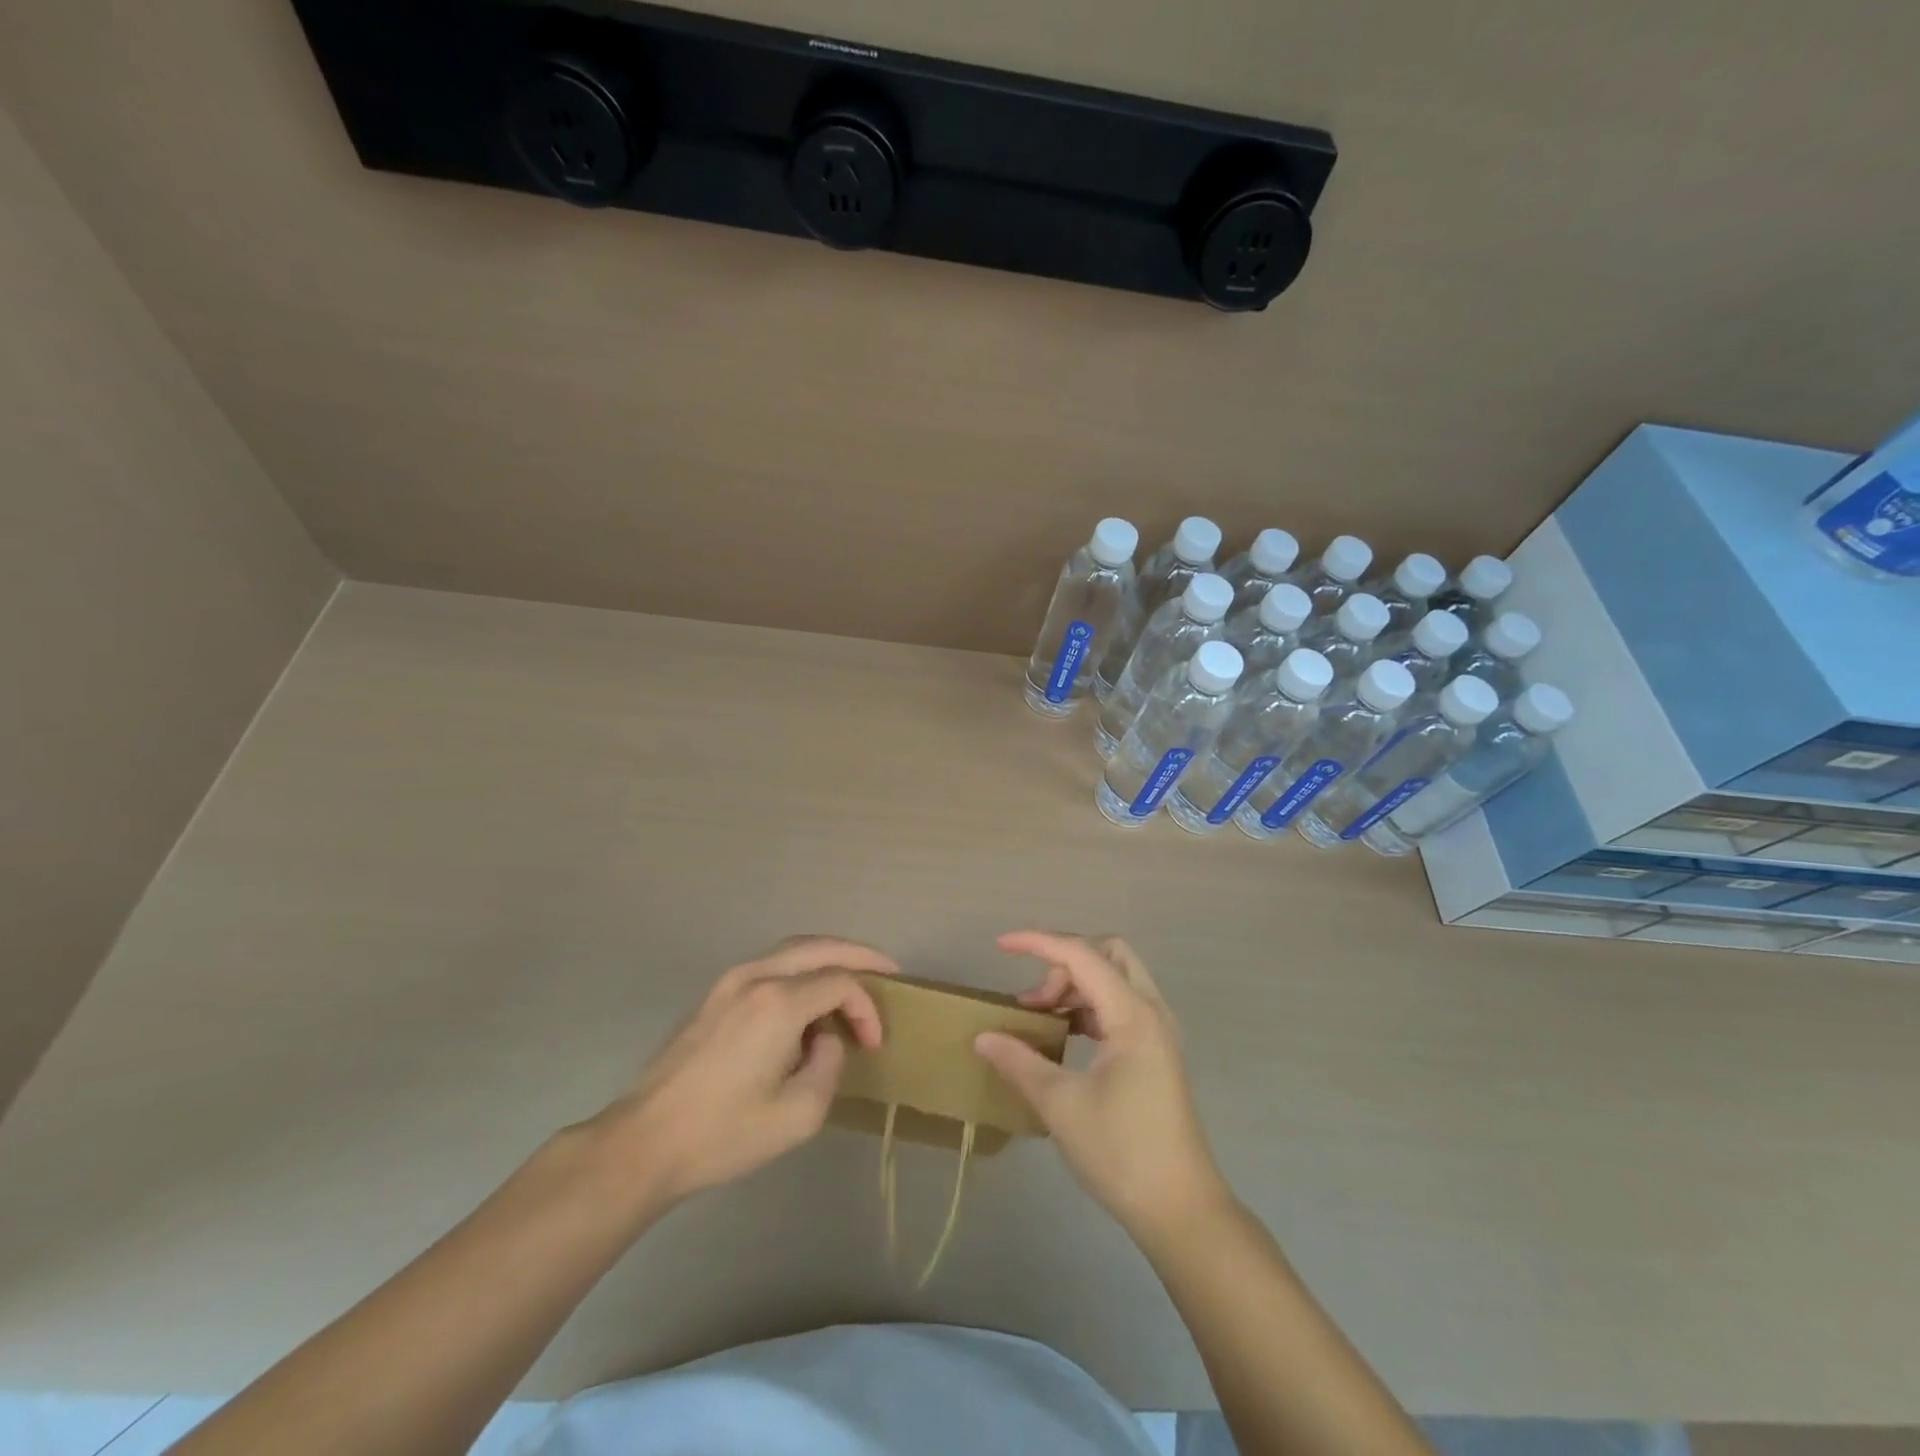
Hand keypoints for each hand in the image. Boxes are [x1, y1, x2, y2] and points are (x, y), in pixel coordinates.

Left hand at [591, 936, 896, 1208]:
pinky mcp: (714, 994)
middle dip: (859, 955)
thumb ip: (828, 1064)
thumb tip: (822, 1038)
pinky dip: (800, 969)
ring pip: (792, 949)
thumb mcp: (799, 1114)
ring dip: (828, 959)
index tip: (874, 1044)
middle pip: (820, 947)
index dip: (867, 1008)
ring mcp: (730, 981)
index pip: (841, 982)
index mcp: (779, 1001)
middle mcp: (756, 976)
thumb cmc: (724, 1133)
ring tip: (853, 980)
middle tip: (887, 970)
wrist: (644, 1142)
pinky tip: (809, 997)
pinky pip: (770, 965)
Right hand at [974, 931, 1227, 1238]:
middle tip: (1035, 998)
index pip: (1081, 955)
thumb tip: (982, 1037)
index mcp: (1133, 1015)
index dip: (1039, 943)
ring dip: (1075, 985)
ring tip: (1040, 1017)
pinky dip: (1089, 1007)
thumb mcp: (1060, 1105)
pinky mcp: (1156, 1052)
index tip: (1001, 945)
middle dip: (1065, 961)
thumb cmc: (1121, 1152)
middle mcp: (1151, 1011)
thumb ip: (1019, 1062)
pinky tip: (1064, 1036)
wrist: (1181, 1210)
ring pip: (1115, 979)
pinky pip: (1120, 1006)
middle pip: (1108, 954)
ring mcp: (1158, 1032)